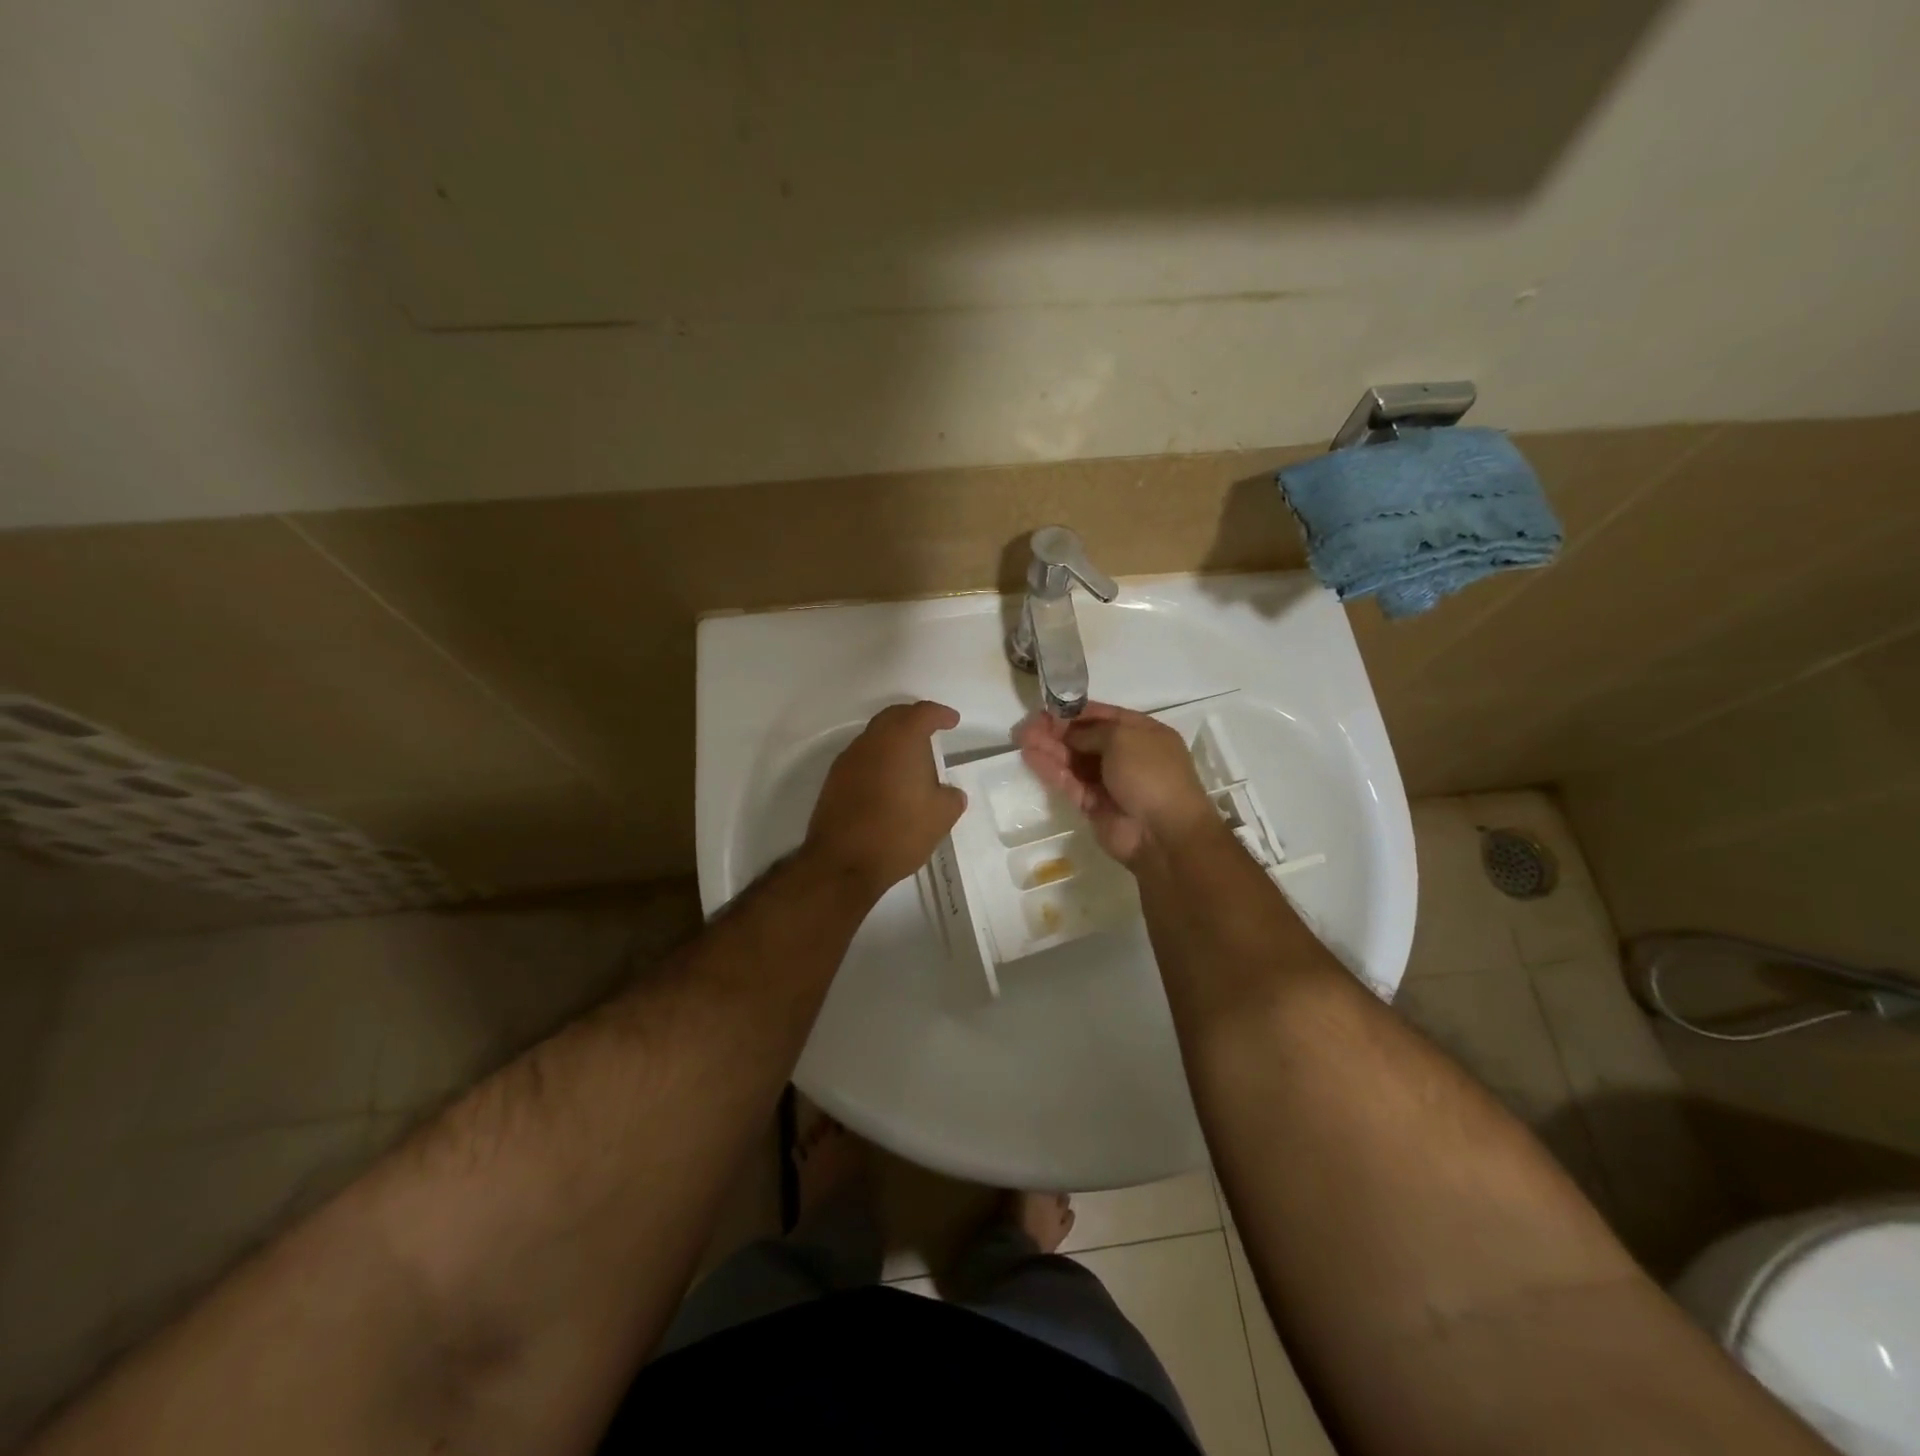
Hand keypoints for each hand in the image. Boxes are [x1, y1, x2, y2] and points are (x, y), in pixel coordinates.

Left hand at [805, 700, 967, 898]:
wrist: (842, 863)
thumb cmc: (898, 832)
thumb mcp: (941, 817)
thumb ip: (951, 797)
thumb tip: (949, 793)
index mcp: (901, 740)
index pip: (922, 713)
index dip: (940, 714)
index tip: (952, 720)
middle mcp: (871, 741)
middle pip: (893, 717)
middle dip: (913, 719)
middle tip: (931, 731)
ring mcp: (848, 760)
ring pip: (875, 738)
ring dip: (894, 742)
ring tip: (912, 762)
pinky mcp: (833, 781)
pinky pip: (862, 759)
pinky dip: (878, 761)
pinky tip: (889, 783)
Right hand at [1015, 702, 1217, 865]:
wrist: (1163, 833)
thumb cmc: (1150, 774)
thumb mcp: (1123, 738)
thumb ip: (1091, 731)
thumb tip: (1068, 733)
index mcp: (1143, 733)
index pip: (1104, 716)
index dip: (1075, 711)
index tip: (1048, 708)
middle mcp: (1127, 756)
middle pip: (1085, 738)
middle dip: (1057, 730)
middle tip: (1027, 725)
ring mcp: (1110, 782)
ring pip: (1075, 761)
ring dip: (1049, 748)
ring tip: (1021, 738)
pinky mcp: (1094, 806)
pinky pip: (1070, 783)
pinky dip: (1052, 770)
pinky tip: (1031, 757)